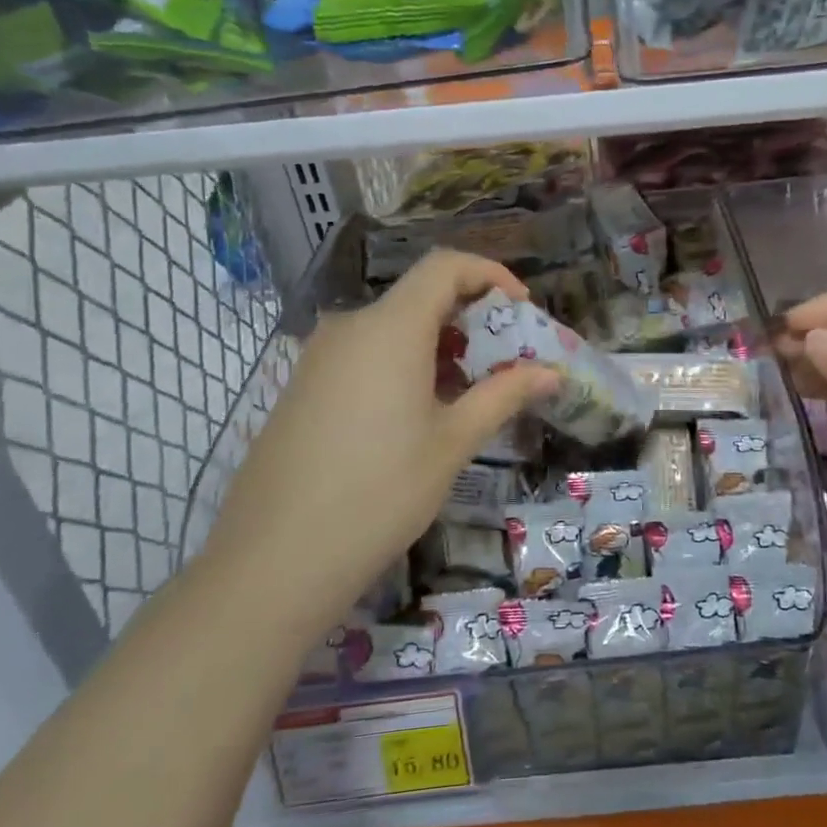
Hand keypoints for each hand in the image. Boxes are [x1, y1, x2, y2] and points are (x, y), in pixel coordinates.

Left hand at [207, 251, 556, 599]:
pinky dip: (401, 364)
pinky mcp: (301, 387)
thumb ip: (504, 394)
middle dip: (469, 318)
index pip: (444, 266)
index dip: (490, 274)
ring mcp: (318, 357)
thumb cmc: (380, 492)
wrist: (274, 560)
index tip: (521, 309)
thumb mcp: (453, 442)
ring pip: (390, 328)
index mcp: (390, 328)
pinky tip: (414, 416)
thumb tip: (552, 373)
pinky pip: (363, 355)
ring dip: (436, 345)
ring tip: (465, 395)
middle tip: (502, 362)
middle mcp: (350, 327)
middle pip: (418, 296)